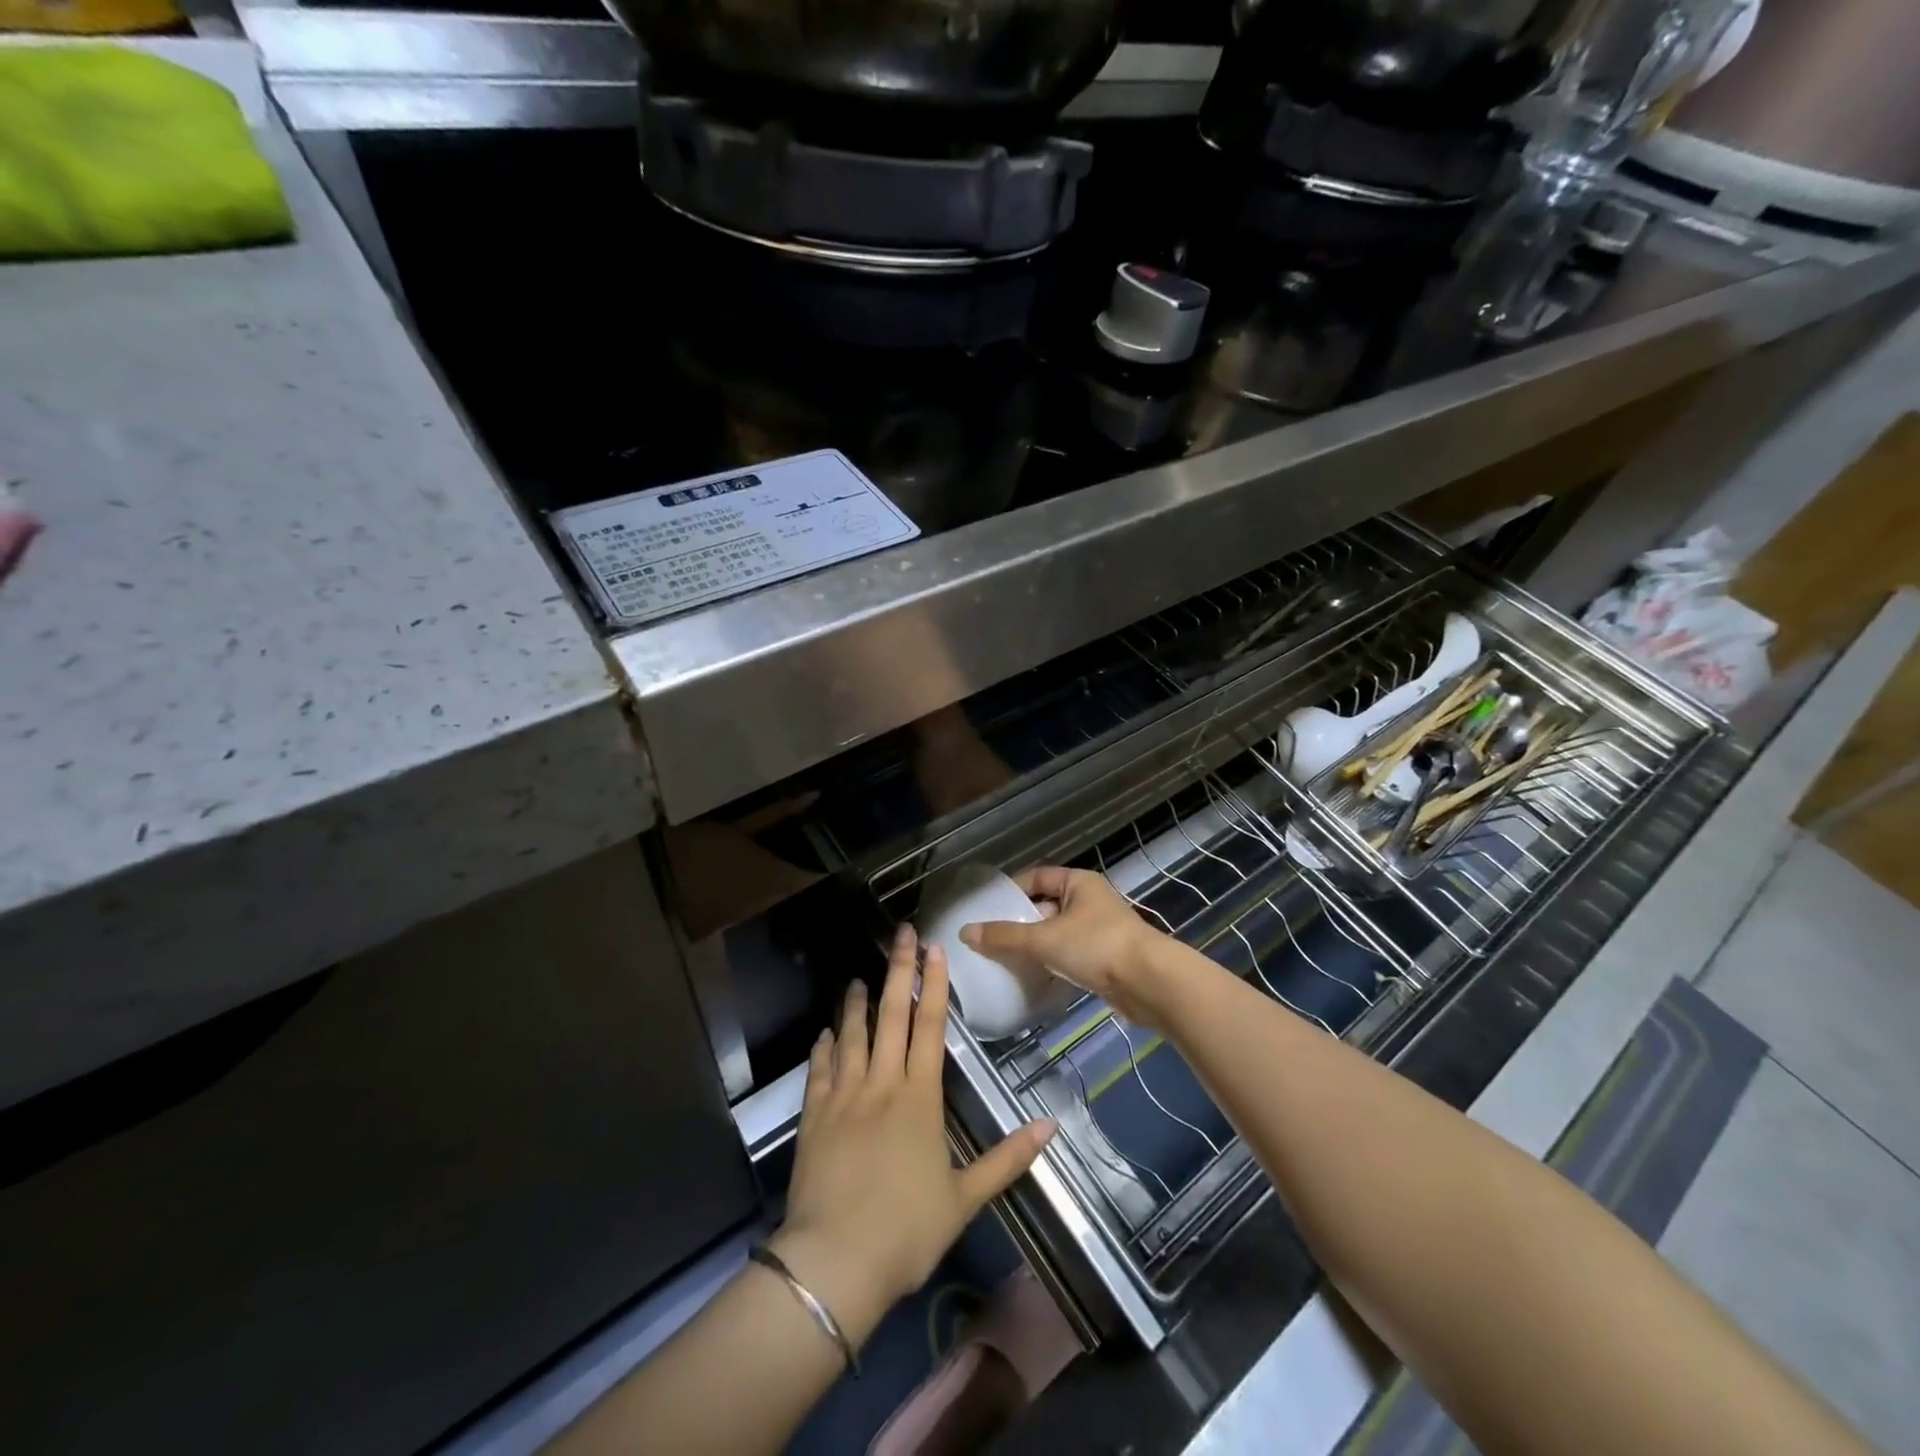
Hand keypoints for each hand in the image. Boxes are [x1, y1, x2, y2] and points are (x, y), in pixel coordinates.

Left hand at [769, 927, 1055, 1349]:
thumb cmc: (906, 1230)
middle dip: (898, 971)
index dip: (935, 984)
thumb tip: (1051, 1125)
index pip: (931, 1027)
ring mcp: (844, 1096)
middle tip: (900, 934)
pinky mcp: (814, 1115)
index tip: (935, 949)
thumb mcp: (965, 1197)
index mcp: (920, 1098)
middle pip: (891, 1016)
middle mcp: (882, 1084)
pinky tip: (826, 1033)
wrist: (835, 1262)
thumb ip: (1007, 1158)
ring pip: (852, 1035)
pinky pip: (820, 1069)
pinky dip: (824, 1046)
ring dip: (856, 1003)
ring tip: (859, 978)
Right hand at [959, 866, 1179, 1031]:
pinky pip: (1071, 955)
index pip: (1037, 877)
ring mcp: (1100, 930)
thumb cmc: (1097, 947)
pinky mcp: (1106, 958)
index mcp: (1078, 883)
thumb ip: (1004, 936)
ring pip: (1058, 932)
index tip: (988, 910)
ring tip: (1007, 960)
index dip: (1012, 890)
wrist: (1150, 983)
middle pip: (1046, 905)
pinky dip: (1053, 963)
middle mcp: (1090, 900)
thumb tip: (965, 932)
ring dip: (1036, 946)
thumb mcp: (1044, 939)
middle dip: (1021, 922)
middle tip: (992, 939)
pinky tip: (1035, 978)